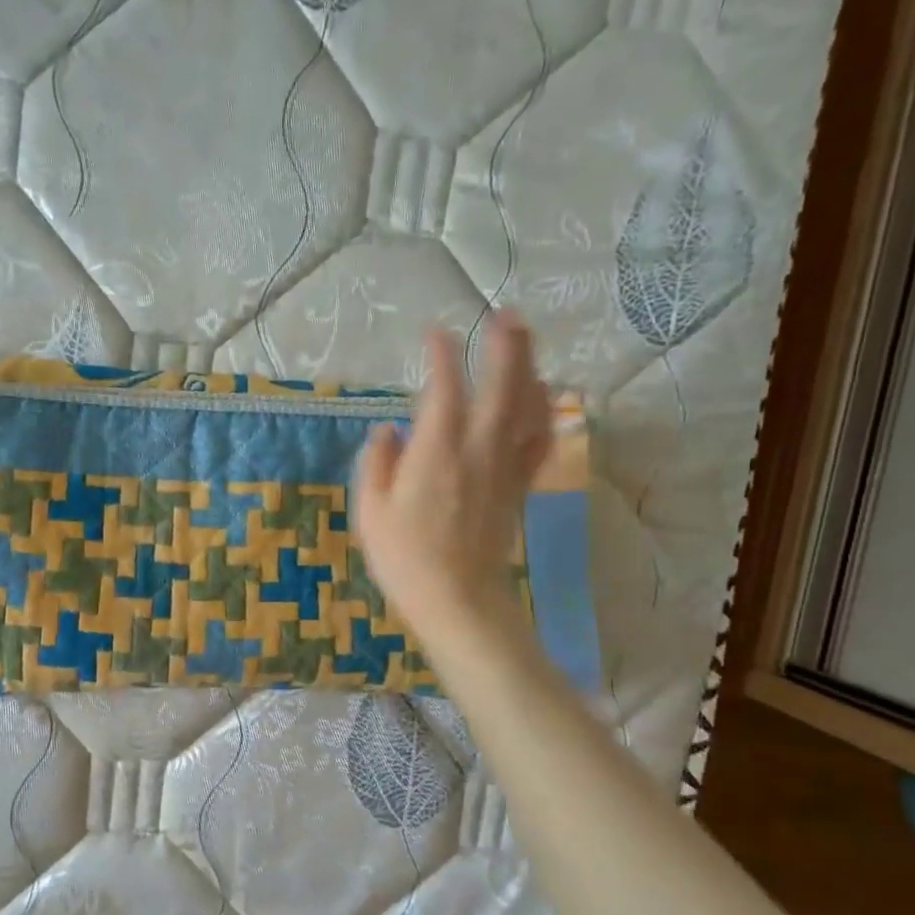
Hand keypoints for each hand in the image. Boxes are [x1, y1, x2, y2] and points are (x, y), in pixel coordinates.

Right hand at [352, 313, 550, 641]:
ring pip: (528, 408)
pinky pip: (538, 441)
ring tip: (527, 342)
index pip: (444, 390)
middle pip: (502, 387)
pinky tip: (544, 398)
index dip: (442, 357)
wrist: (457, 599)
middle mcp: (477, 450)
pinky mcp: (519, 487)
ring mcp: (504, 468)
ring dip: (530, 369)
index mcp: (436, 452)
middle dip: (505, 347)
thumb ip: (378, 463)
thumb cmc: (404, 557)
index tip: (436, 333)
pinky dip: (544, 413)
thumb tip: (389, 430)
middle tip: (505, 315)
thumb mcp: (371, 511)